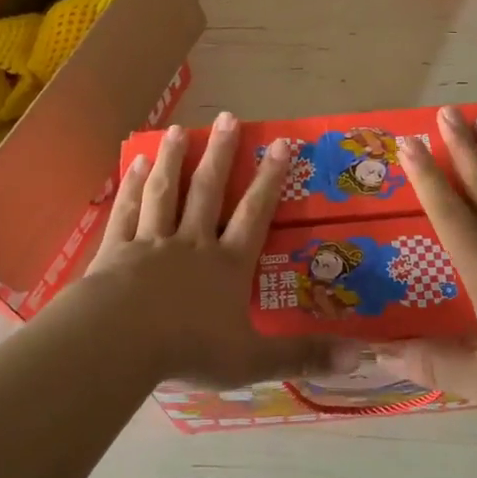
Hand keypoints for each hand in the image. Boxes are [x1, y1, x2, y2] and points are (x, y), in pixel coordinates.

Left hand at [76, 113, 356, 387]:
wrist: (122, 340)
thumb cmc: (189, 349)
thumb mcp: (252, 359)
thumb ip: (302, 356)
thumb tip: (359, 358)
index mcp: (227, 265)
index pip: (255, 214)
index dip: (270, 179)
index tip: (281, 143)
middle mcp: (192, 243)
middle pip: (208, 191)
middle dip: (221, 154)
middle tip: (228, 117)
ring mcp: (152, 242)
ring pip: (166, 192)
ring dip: (174, 159)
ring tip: (178, 130)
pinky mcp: (117, 250)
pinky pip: (128, 211)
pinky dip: (133, 186)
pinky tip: (136, 163)